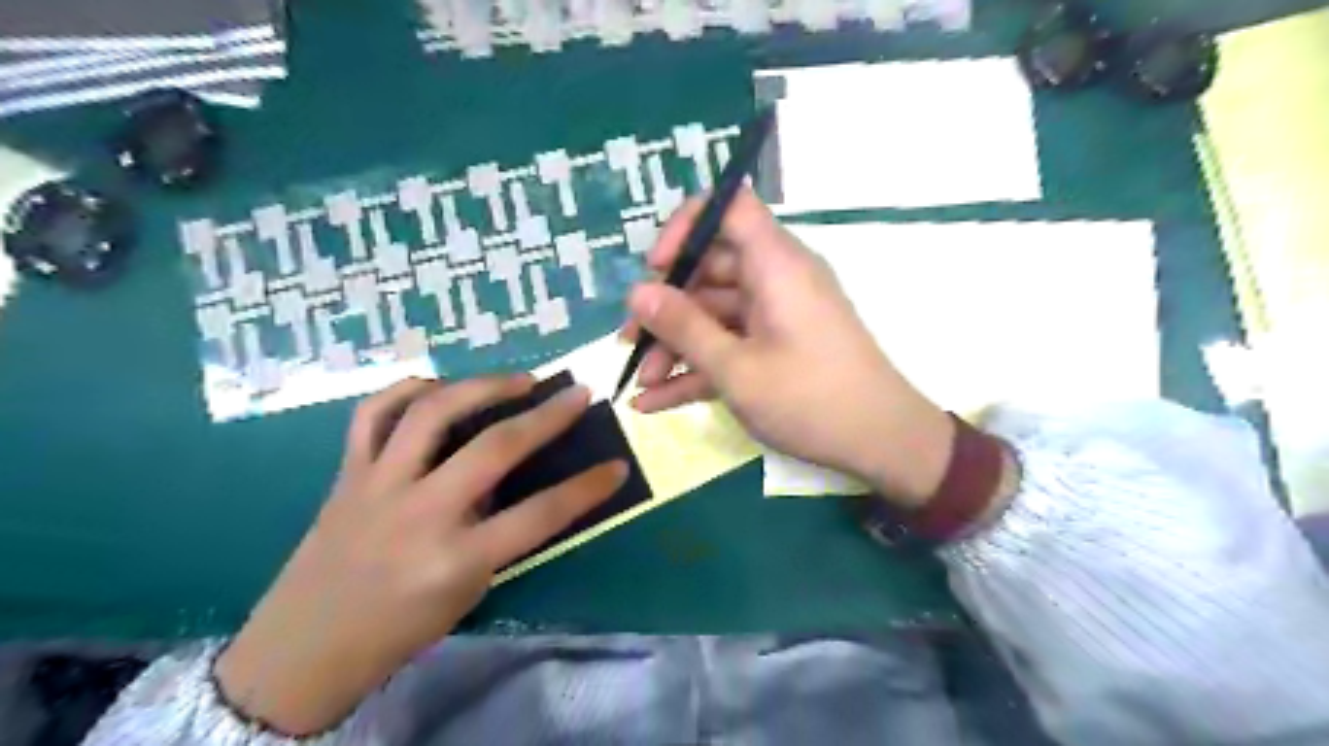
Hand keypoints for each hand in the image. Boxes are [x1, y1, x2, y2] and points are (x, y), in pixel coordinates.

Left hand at [216, 378, 628, 733]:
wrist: (303, 648)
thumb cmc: (399, 629)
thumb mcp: (468, 590)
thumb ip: (499, 533)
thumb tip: (523, 480)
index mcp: (455, 558)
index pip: (540, 515)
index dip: (587, 488)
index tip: (617, 465)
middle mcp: (419, 513)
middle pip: (494, 448)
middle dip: (547, 416)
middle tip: (577, 394)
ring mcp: (378, 485)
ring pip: (432, 412)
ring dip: (483, 385)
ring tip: (518, 379)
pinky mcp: (348, 472)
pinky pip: (374, 412)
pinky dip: (409, 389)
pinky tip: (440, 386)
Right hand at [622, 188, 955, 505]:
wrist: (882, 442)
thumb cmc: (810, 399)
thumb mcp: (737, 368)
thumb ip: (684, 327)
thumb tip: (636, 293)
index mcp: (775, 264)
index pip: (728, 206)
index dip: (685, 226)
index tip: (656, 269)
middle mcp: (775, 278)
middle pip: (710, 270)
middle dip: (666, 307)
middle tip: (630, 342)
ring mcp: (776, 315)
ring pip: (714, 314)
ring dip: (676, 346)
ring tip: (640, 383)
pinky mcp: (777, 346)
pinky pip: (730, 344)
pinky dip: (698, 368)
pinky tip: (655, 401)